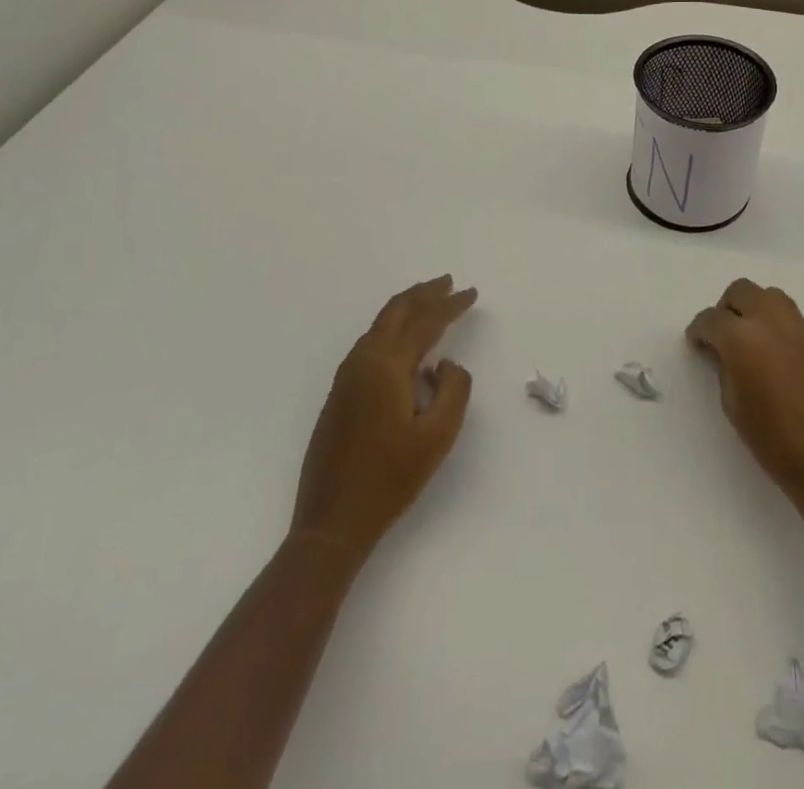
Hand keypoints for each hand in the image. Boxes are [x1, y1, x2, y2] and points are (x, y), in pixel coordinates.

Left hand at [291, 276, 475, 555]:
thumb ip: (454, 389)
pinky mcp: (340, 393)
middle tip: (449, 283)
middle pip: (396, 311)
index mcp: (387, 366)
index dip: (451, 304)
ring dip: (407, 308)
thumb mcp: (438, 436)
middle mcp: (363, 360)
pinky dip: (392, 328)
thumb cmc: (391, 479)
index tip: (472, 293)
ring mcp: (347, 376)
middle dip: (424, 293)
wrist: (332, 521)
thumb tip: (445, 364)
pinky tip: (405, 340)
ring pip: (380, 324)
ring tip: (431, 302)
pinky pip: (370, 342)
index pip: (425, 321)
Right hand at [687, 279, 803, 513]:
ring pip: (769, 296)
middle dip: (726, 309)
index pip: (711, 319)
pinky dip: (776, 325)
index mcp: (741, 338)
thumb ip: (725, 368)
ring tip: (751, 341)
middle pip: (741, 291)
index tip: (697, 343)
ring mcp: (800, 328)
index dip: (699, 330)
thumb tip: (725, 352)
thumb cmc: (776, 443)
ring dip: (754, 309)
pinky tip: (776, 357)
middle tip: (722, 337)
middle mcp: (770, 321)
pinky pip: (791, 318)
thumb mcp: (733, 406)